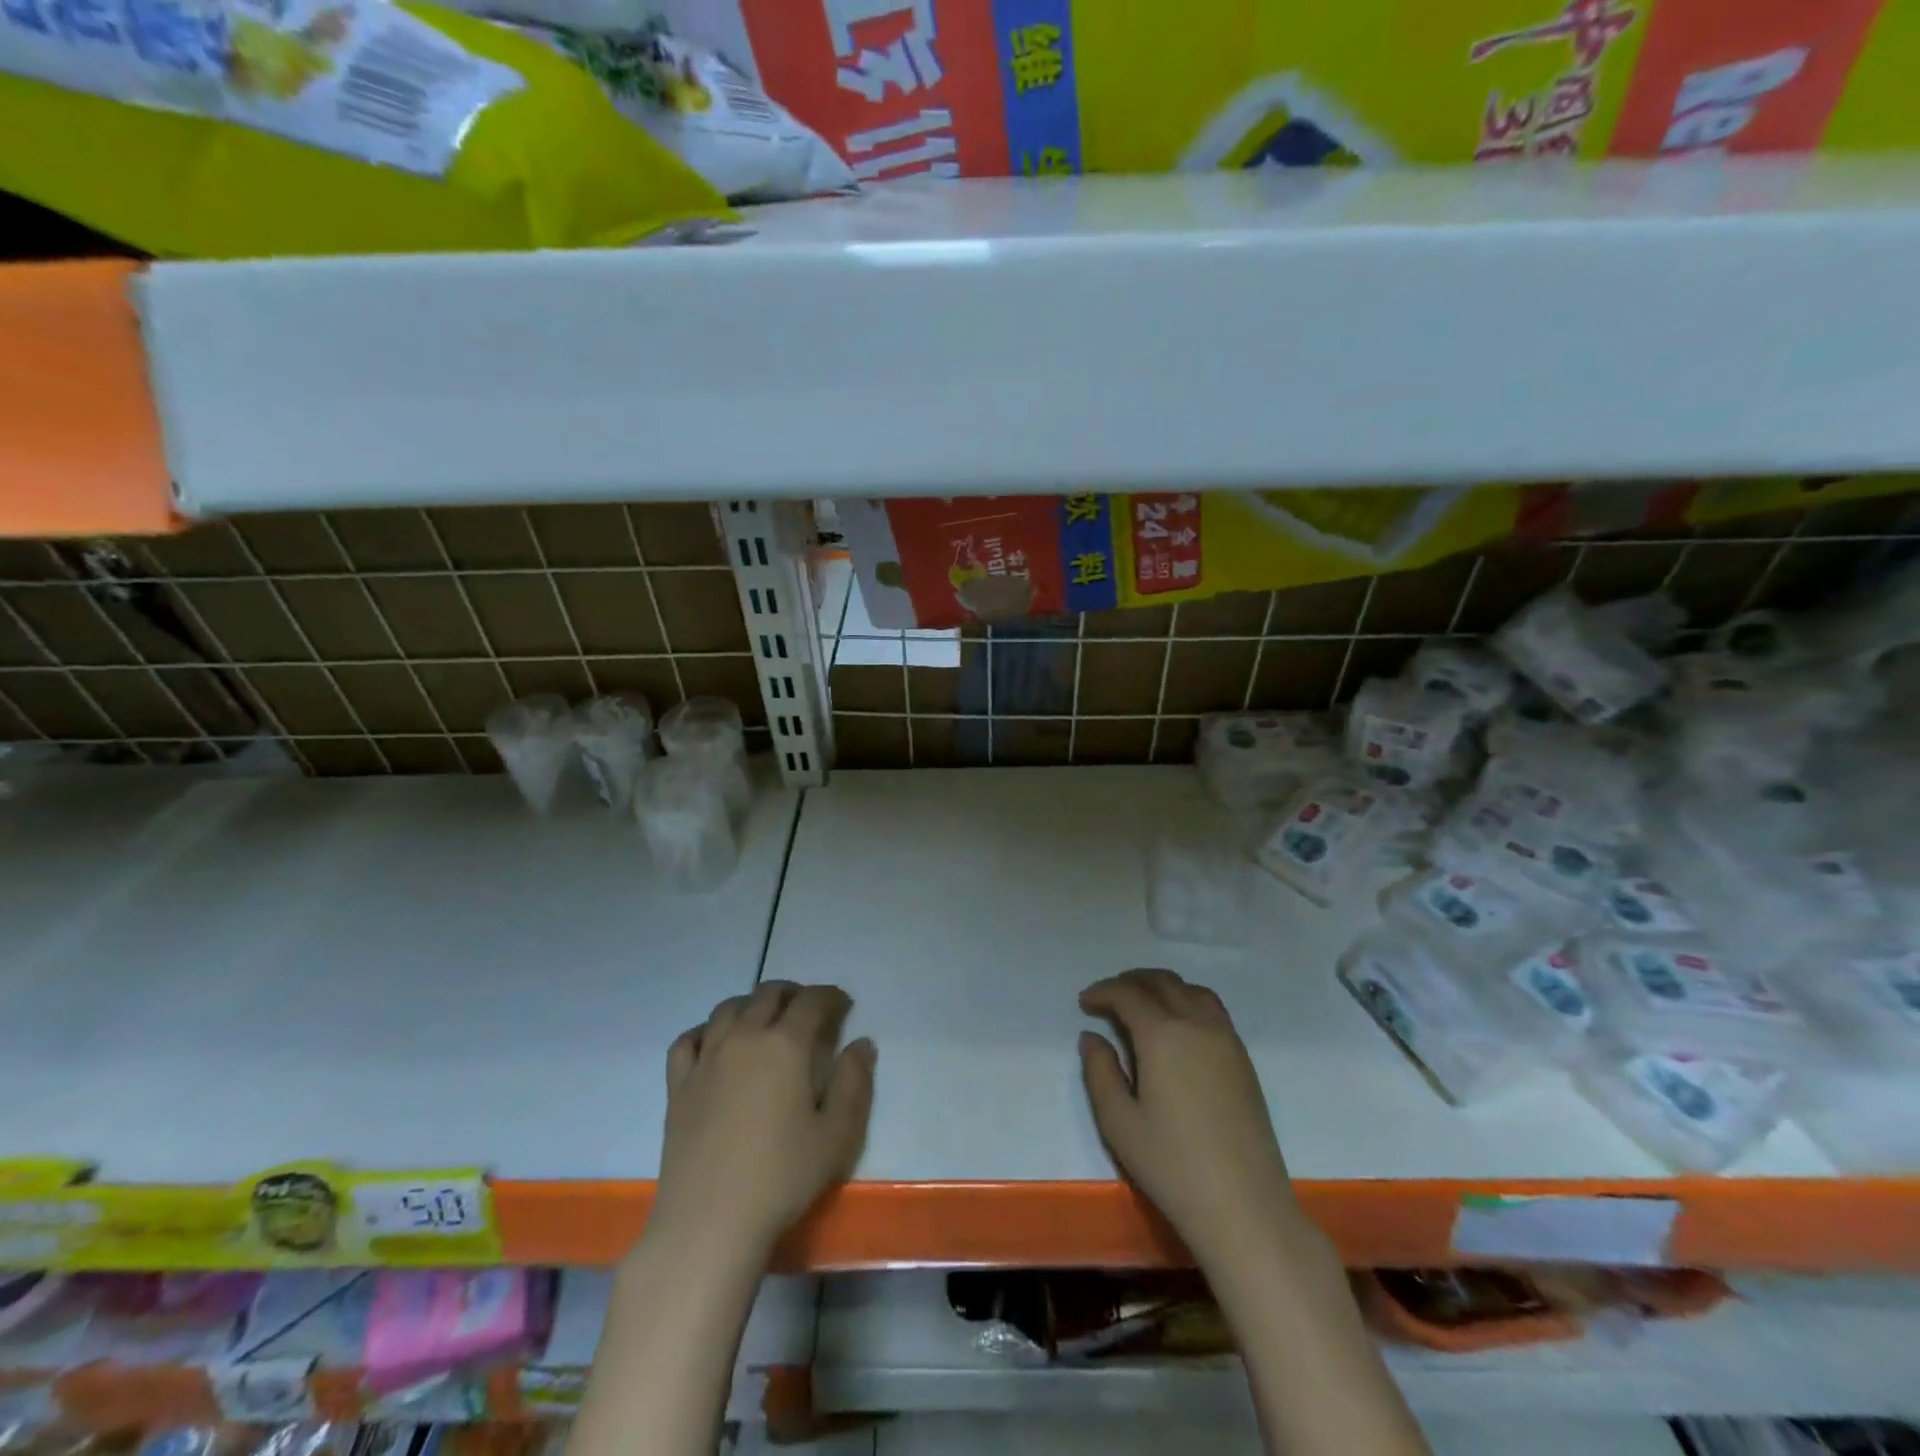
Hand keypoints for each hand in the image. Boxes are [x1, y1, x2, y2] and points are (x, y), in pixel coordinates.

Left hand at [652, 981, 875, 1256]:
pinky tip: (715, 1044)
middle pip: (768, 994)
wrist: (709, 1222)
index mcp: (786, 1045)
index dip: (831, 996)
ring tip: (765, 1020)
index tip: (844, 1005)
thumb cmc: (781, 1177)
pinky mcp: (678, 1085)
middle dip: (793, 993)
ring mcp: (707, 1058)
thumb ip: (854, 1083)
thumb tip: (861, 1044)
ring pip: (728, 1008)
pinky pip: (688, 1039)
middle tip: (809, 1011)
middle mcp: (745, 1038)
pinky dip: (706, 1031)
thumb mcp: (837, 1135)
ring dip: (752, 1004)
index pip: (812, 1001)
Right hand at [1079, 969, 1304, 1267]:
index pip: (1128, 994)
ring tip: (1142, 1003)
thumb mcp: (1118, 1122)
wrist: (1244, 1206)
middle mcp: (1197, 1024)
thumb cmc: (1172, 1166)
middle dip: (1131, 981)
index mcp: (1163, 1035)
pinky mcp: (1243, 1058)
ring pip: (1191, 990)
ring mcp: (1226, 1039)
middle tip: (1108, 997)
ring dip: (1162, 986)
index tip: (1085, 1003)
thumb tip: (1092, 1037)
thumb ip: (1100, 1072)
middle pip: (1162, 982)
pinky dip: (1187, 1000)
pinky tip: (1177, 1025)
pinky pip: (1212, 1009)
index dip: (1103, 992)